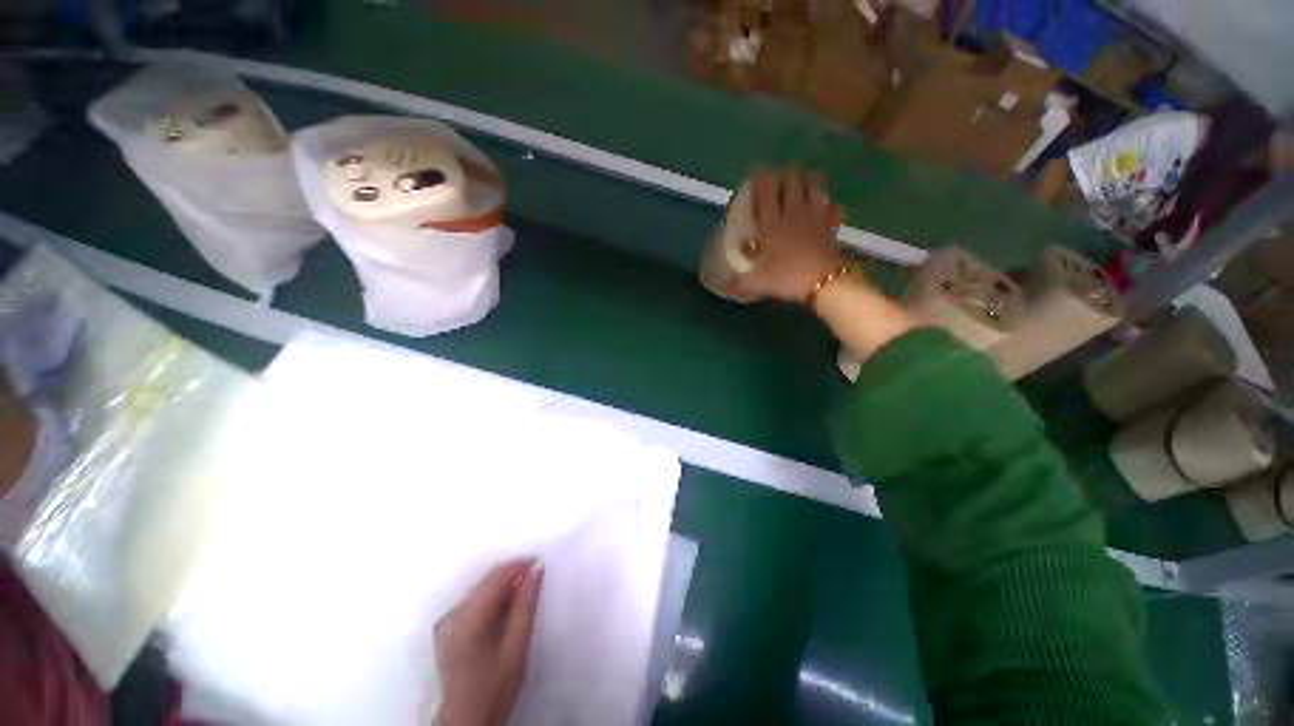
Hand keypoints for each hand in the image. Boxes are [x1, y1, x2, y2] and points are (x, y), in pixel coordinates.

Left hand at [434, 560, 544, 725]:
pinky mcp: (446, 630)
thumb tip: (537, 569)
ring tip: (524, 597)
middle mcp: (452, 612)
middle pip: (487, 580)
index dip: (521, 565)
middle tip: (536, 582)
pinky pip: (473, 602)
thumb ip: (526, 605)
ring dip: (503, 587)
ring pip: (480, 589)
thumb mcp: (517, 647)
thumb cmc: (495, 687)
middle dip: (513, 576)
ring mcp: (446, 621)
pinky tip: (505, 612)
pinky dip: (492, 600)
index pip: (497, 575)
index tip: (541, 564)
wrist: (465, 724)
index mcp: (468, 616)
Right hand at [735, 168, 846, 302]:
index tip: (756, 172)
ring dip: (809, 181)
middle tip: (782, 180)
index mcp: (772, 223)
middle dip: (787, 175)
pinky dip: (829, 205)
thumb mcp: (756, 282)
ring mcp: (815, 216)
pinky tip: (825, 209)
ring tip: (804, 185)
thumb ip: (740, 280)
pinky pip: (833, 206)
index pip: (764, 192)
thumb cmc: (786, 277)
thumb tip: (727, 281)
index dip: (760, 178)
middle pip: (793, 180)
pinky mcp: (831, 224)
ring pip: (815, 185)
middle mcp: (793, 212)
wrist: (823, 282)